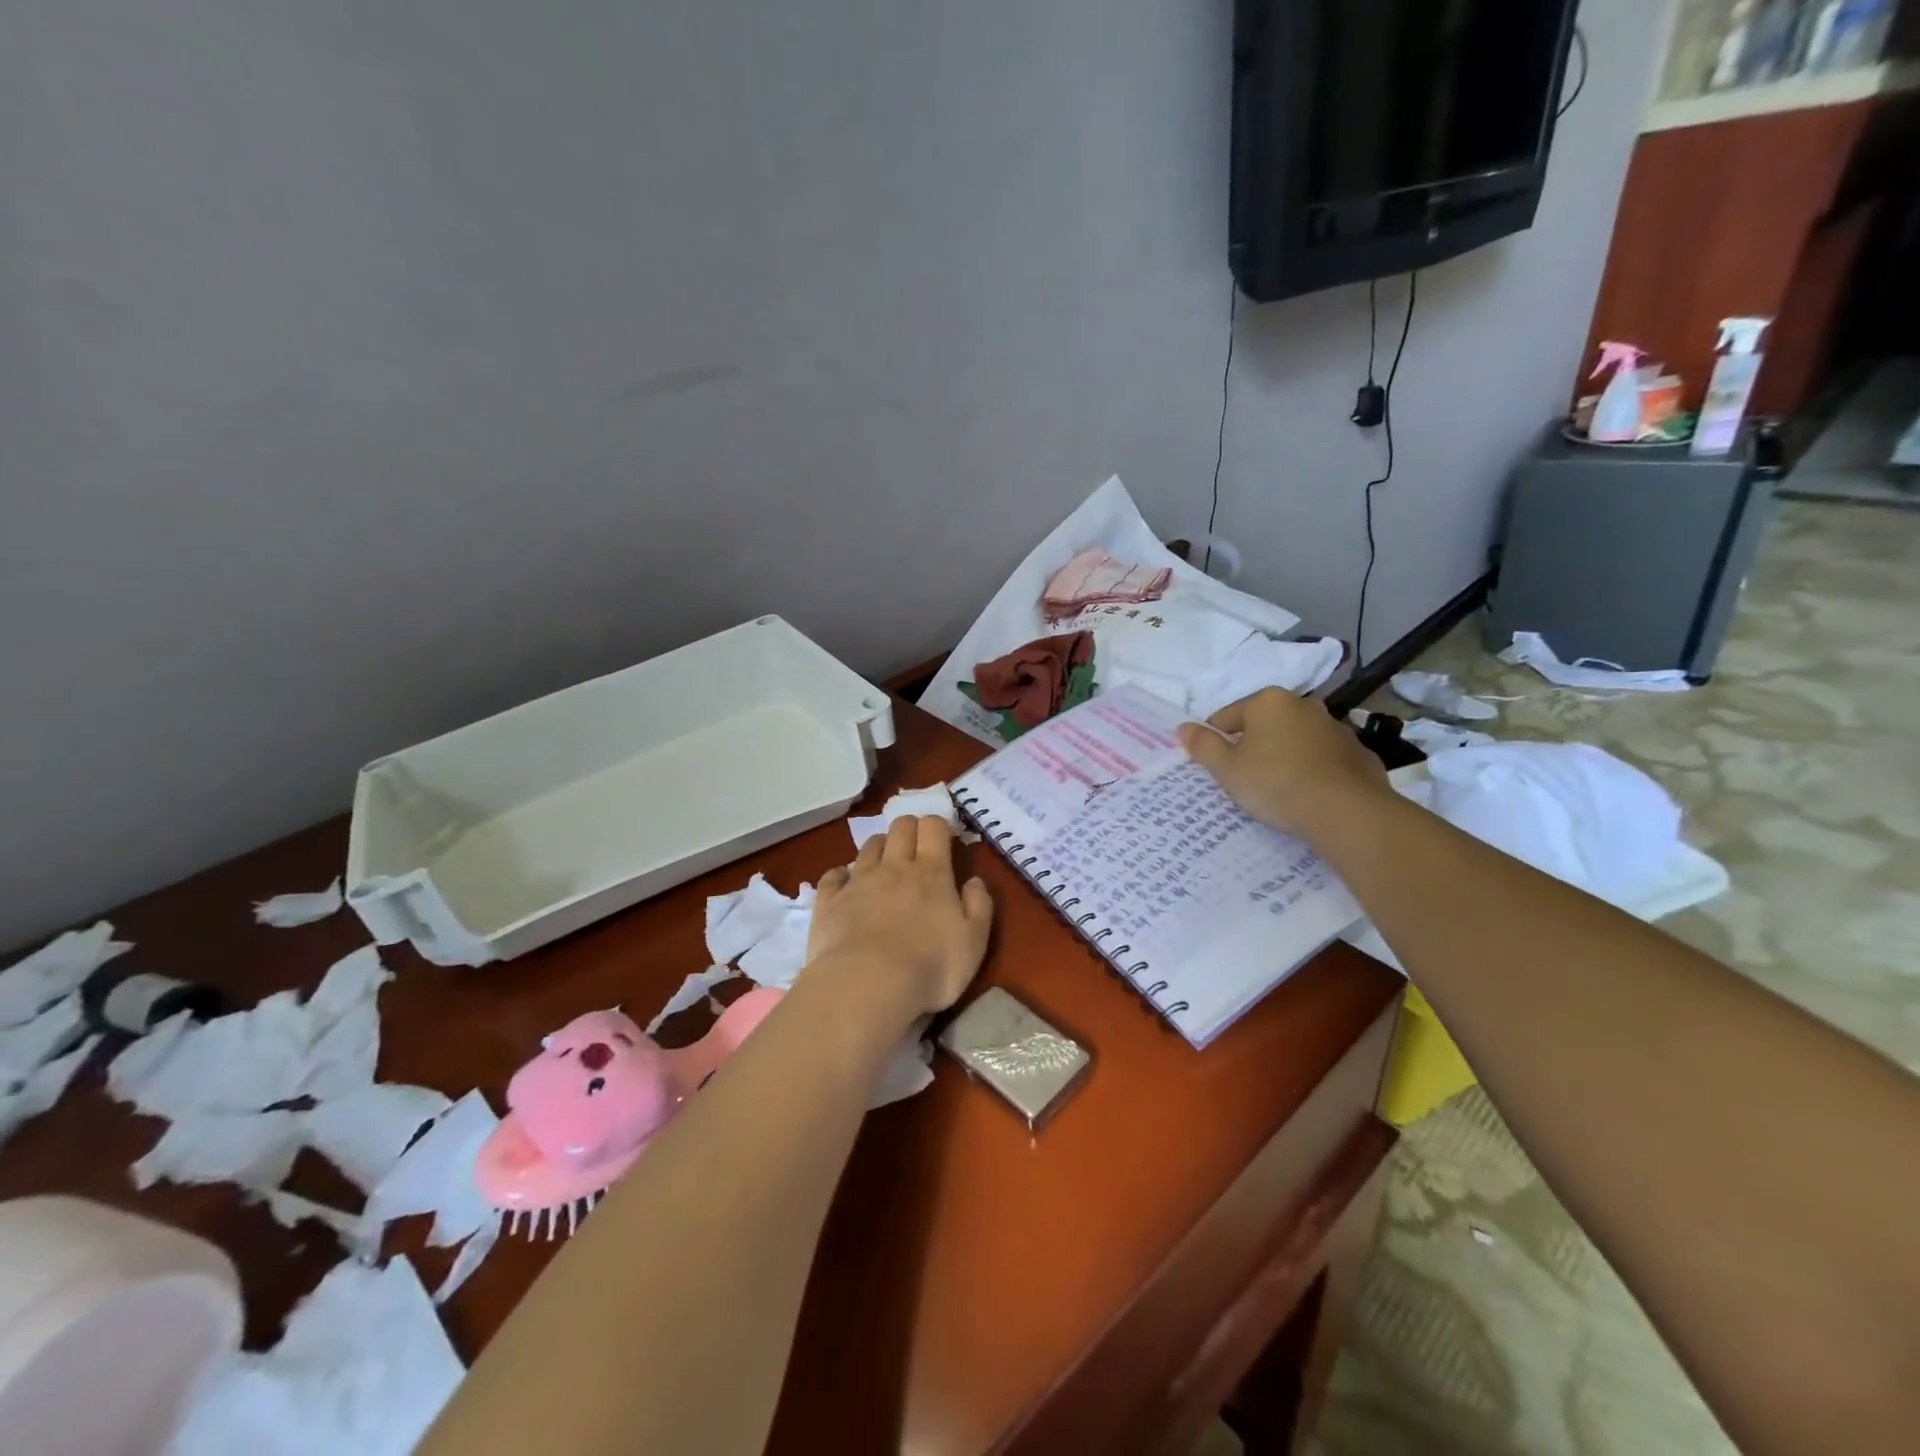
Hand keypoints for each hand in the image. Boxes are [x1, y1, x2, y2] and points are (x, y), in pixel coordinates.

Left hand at [805, 816, 993, 1030]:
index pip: (933, 827)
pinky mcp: (830, 900)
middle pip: (900, 827)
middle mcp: (894, 867)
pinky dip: (841, 874)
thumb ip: (979, 906)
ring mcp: (858, 881)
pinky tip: (844, 882)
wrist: (867, 985)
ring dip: (879, 846)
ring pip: (869, 846)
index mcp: (932, 872)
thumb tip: (975, 881)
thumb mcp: (974, 941)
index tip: (944, 838)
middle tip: (916, 847)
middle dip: (910, 828)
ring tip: (884, 862)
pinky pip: (833, 875)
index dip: (938, 826)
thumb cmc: (931, 965)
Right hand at [1176, 689, 1389, 838]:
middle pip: (1264, 724)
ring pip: (1296, 740)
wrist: (1344, 811)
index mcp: (1268, 702)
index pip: (1227, 716)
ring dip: (1284, 756)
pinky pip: (1325, 759)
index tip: (1215, 767)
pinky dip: (1314, 770)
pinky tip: (1309, 794)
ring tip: (1278, 789)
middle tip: (1245, 778)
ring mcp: (1336, 728)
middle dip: (1253, 745)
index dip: (1215, 741)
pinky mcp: (1359, 753)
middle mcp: (1304, 705)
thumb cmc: (1275, 783)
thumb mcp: (1227, 769)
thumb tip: (1183, 728)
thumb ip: (1203, 746)